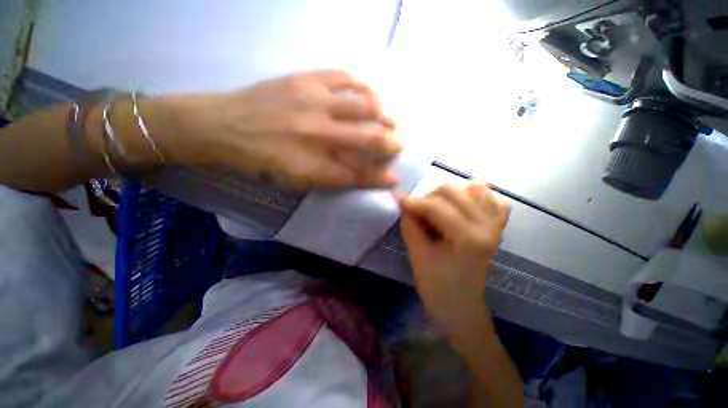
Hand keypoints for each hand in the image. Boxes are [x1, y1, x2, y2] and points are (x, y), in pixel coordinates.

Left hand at [163, 70, 399, 188]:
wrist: (220, 124)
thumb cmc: (259, 161)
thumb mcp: (294, 181)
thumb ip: (330, 179)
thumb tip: (360, 176)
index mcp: (312, 164)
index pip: (357, 174)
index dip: (379, 178)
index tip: (393, 178)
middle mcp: (318, 133)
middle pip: (369, 138)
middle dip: (391, 143)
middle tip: (399, 144)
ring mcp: (312, 101)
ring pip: (365, 105)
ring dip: (386, 114)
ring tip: (391, 119)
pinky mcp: (305, 78)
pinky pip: (345, 77)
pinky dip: (365, 86)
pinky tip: (371, 92)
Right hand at [400, 182, 510, 339]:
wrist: (462, 307)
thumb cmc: (437, 287)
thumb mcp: (417, 256)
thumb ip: (410, 225)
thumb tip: (405, 205)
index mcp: (468, 238)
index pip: (436, 206)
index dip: (414, 201)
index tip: (399, 201)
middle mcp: (487, 226)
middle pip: (454, 191)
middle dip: (429, 196)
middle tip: (417, 211)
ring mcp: (496, 225)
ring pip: (476, 188)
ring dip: (452, 193)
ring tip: (439, 206)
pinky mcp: (497, 228)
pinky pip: (493, 200)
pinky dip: (476, 196)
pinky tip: (463, 206)